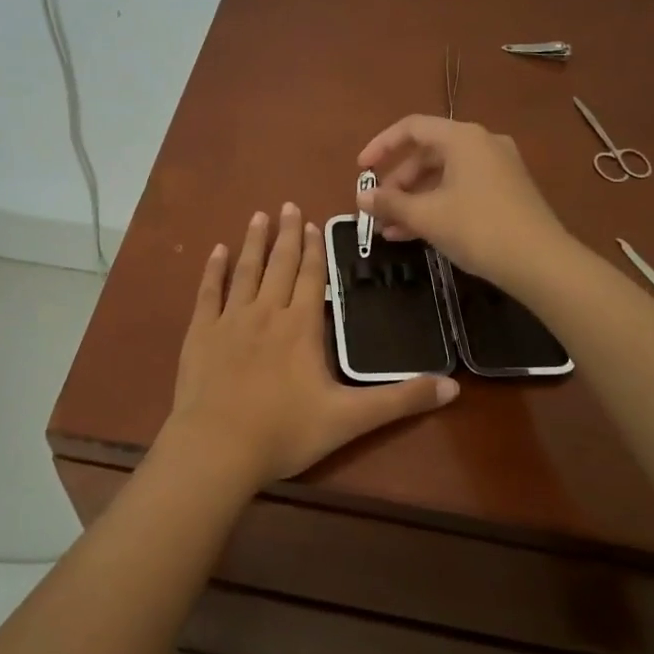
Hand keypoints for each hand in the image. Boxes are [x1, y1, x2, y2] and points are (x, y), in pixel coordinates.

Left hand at [162, 203, 457, 488]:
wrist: (217, 448)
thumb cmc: (285, 432)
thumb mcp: (350, 419)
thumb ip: (400, 400)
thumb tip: (453, 387)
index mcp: (302, 326)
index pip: (312, 276)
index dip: (315, 249)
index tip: (314, 223)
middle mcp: (267, 312)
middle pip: (280, 265)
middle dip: (287, 234)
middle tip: (288, 205)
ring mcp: (230, 320)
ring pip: (246, 271)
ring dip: (254, 243)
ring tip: (258, 217)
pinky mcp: (200, 334)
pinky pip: (208, 292)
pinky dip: (213, 270)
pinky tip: (217, 251)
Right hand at [357, 115, 569, 287]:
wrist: (541, 262)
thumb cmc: (478, 228)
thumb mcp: (427, 215)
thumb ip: (390, 202)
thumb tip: (361, 197)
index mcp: (463, 138)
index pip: (412, 128)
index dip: (381, 146)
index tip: (361, 170)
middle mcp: (482, 144)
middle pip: (427, 154)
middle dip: (397, 183)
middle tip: (377, 209)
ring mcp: (498, 168)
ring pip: (443, 176)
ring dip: (414, 200)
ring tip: (390, 229)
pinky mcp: (506, 192)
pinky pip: (461, 189)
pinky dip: (436, 206)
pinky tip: (415, 234)